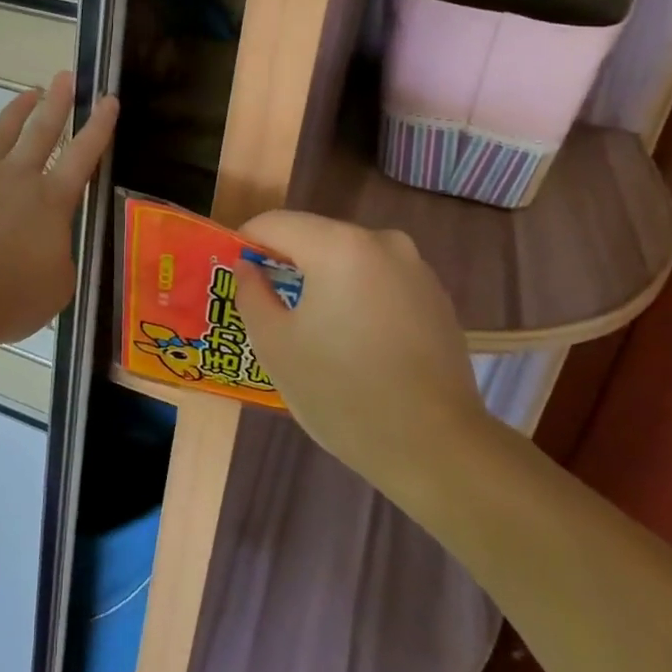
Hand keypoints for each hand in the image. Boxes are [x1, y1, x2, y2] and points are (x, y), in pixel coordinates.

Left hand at [0, 71, 117, 349]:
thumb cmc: (9, 298)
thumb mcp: (56, 288)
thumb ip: (58, 258)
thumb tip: (48, 247)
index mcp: (50, 201)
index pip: (82, 156)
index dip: (99, 127)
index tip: (108, 99)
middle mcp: (15, 178)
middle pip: (41, 131)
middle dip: (57, 102)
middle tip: (65, 76)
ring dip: (13, 113)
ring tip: (26, 93)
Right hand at [233, 212, 490, 491]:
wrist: (436, 447)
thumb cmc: (342, 392)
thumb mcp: (275, 344)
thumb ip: (251, 294)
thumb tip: (248, 269)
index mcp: (338, 246)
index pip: (276, 223)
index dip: (247, 242)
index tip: (235, 274)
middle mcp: (381, 241)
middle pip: (315, 237)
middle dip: (287, 263)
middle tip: (267, 305)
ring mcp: (415, 268)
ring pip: (349, 259)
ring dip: (324, 280)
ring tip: (312, 328)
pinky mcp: (436, 297)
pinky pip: (380, 281)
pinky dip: (358, 296)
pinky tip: (355, 342)